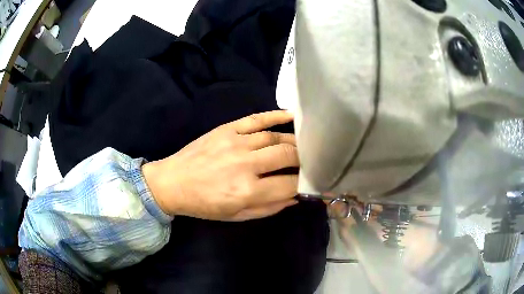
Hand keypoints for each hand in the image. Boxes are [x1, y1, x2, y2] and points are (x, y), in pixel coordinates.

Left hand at [142, 111, 299, 220]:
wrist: (172, 183)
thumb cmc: (204, 205)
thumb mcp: (236, 216)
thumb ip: (269, 208)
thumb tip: (295, 196)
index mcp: (246, 192)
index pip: (289, 184)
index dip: (305, 183)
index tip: (312, 182)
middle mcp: (245, 164)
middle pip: (287, 156)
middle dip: (304, 159)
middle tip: (311, 162)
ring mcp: (235, 142)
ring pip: (275, 137)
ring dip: (294, 141)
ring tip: (304, 146)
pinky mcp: (227, 129)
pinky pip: (256, 119)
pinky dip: (276, 115)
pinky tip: (292, 115)